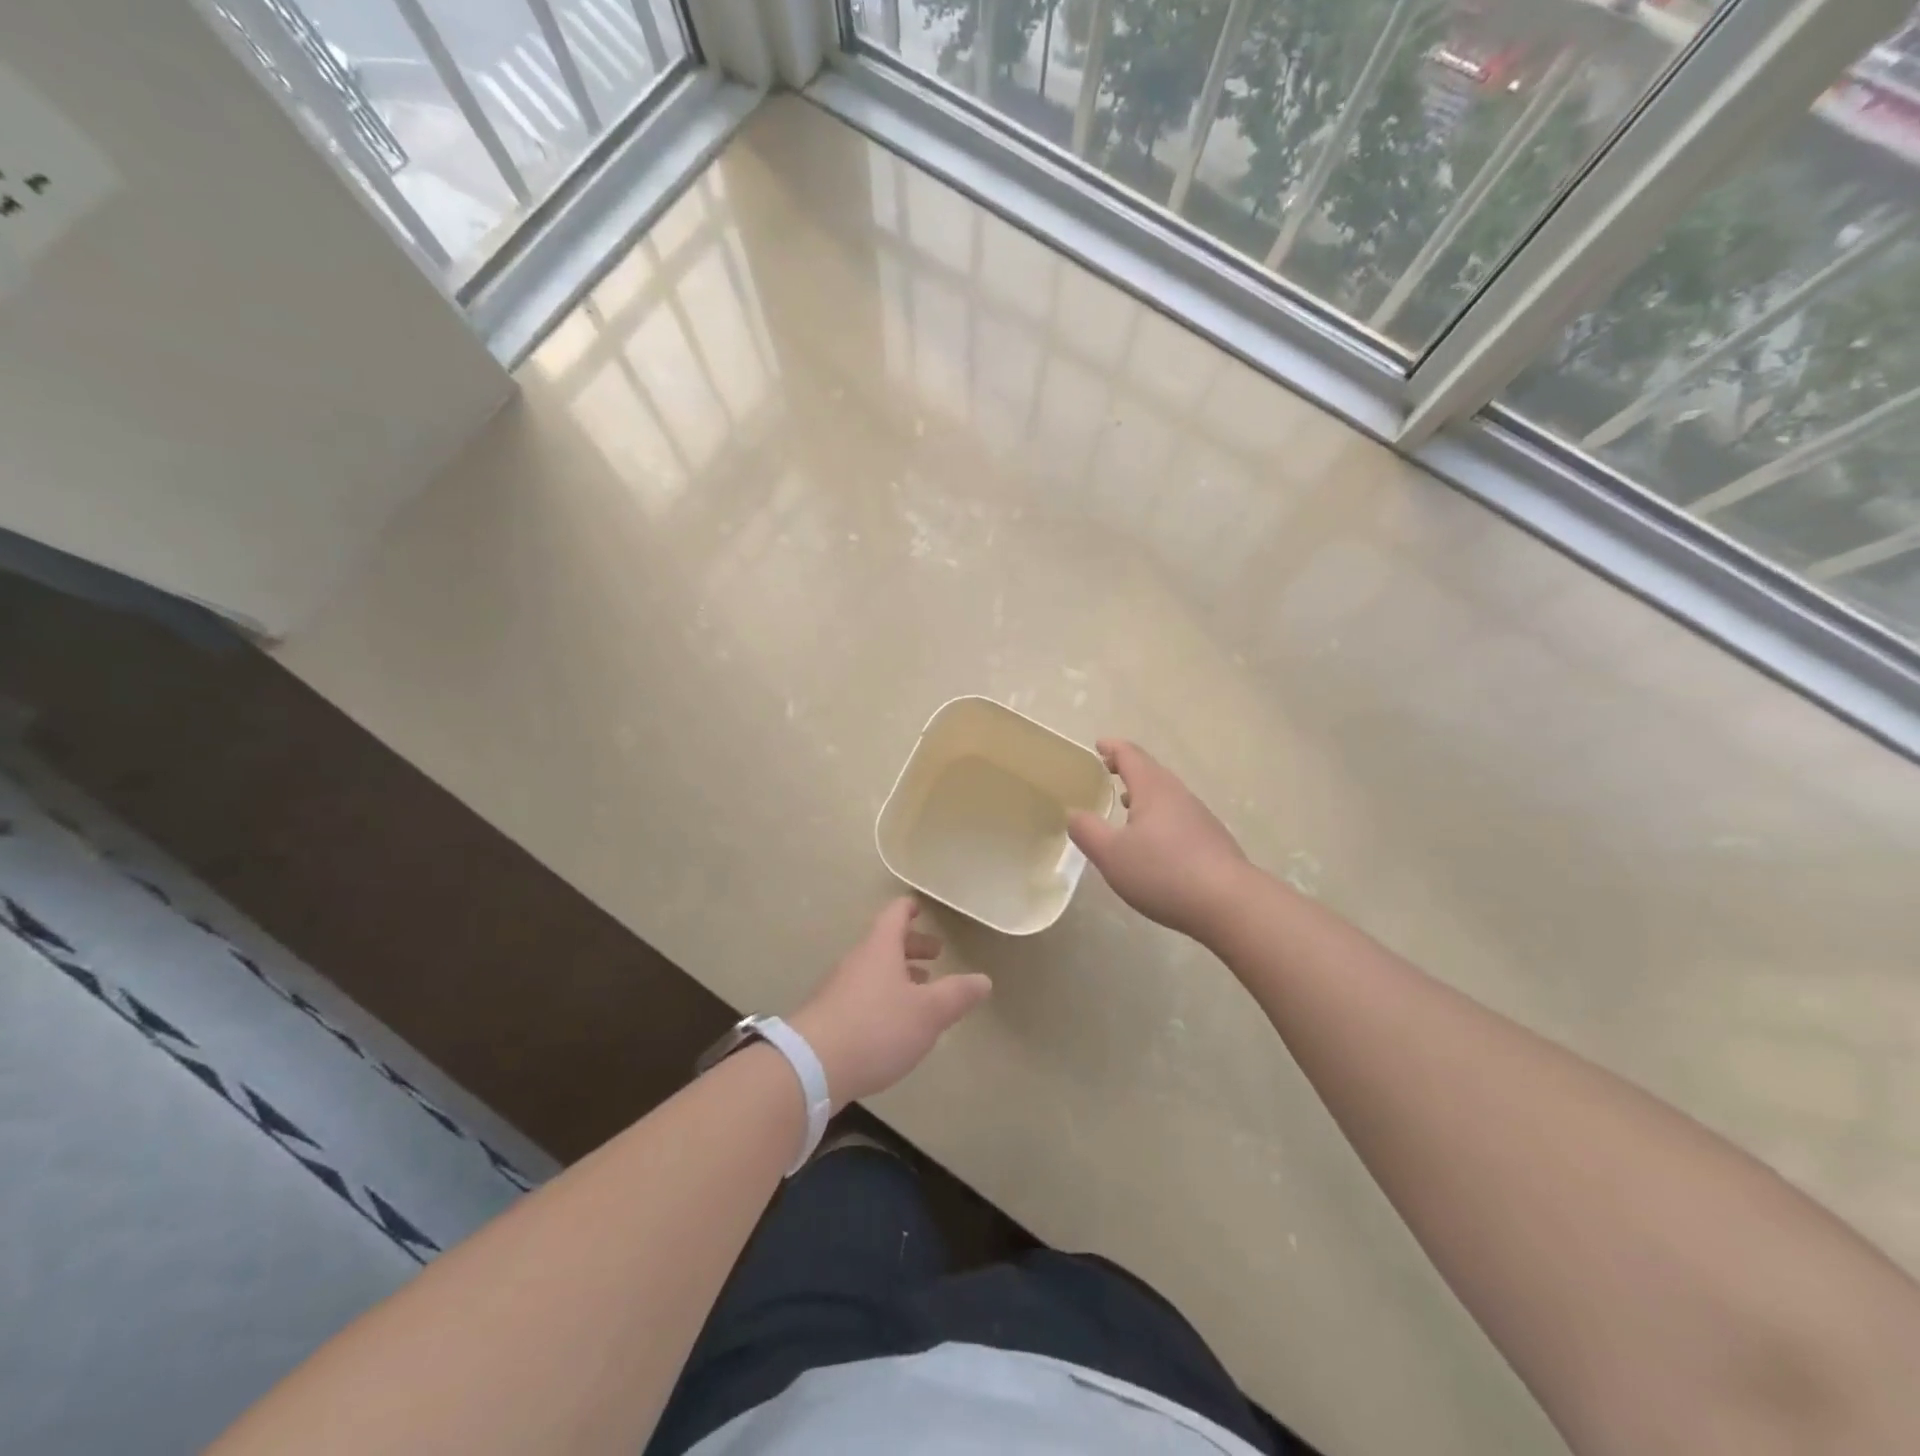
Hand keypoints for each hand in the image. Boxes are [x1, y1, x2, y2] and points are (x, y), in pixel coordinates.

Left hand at [789, 899, 991, 1109]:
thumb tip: (983, 979)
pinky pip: (862, 995)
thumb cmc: (876, 1028)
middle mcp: (857, 961)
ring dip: (898, 975)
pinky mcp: (829, 1017)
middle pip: (885, 943)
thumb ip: (957, 995)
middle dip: (912, 947)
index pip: (895, 915)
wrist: (811, 1066)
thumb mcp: (928, 1012)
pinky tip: (893, 1024)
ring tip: (920, 990)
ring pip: (874, 970)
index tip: (921, 908)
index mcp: (880, 949)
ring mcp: (839, 989)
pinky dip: (883, 998)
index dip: (910, 909)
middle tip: (936, 956)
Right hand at [1068, 739, 1249, 939]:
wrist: (1230, 904)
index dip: (1112, 748)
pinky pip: (1178, 816)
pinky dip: (1159, 815)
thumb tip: (1075, 814)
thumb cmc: (1163, 872)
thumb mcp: (1111, 854)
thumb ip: (1087, 831)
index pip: (1130, 755)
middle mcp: (1179, 794)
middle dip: (1127, 768)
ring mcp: (1199, 816)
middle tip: (1106, 771)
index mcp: (1153, 789)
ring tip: (1125, 804)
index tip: (1097, 745)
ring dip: (1144, 793)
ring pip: (1166, 794)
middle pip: (1151, 771)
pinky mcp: (1211, 840)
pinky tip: (1153, 841)